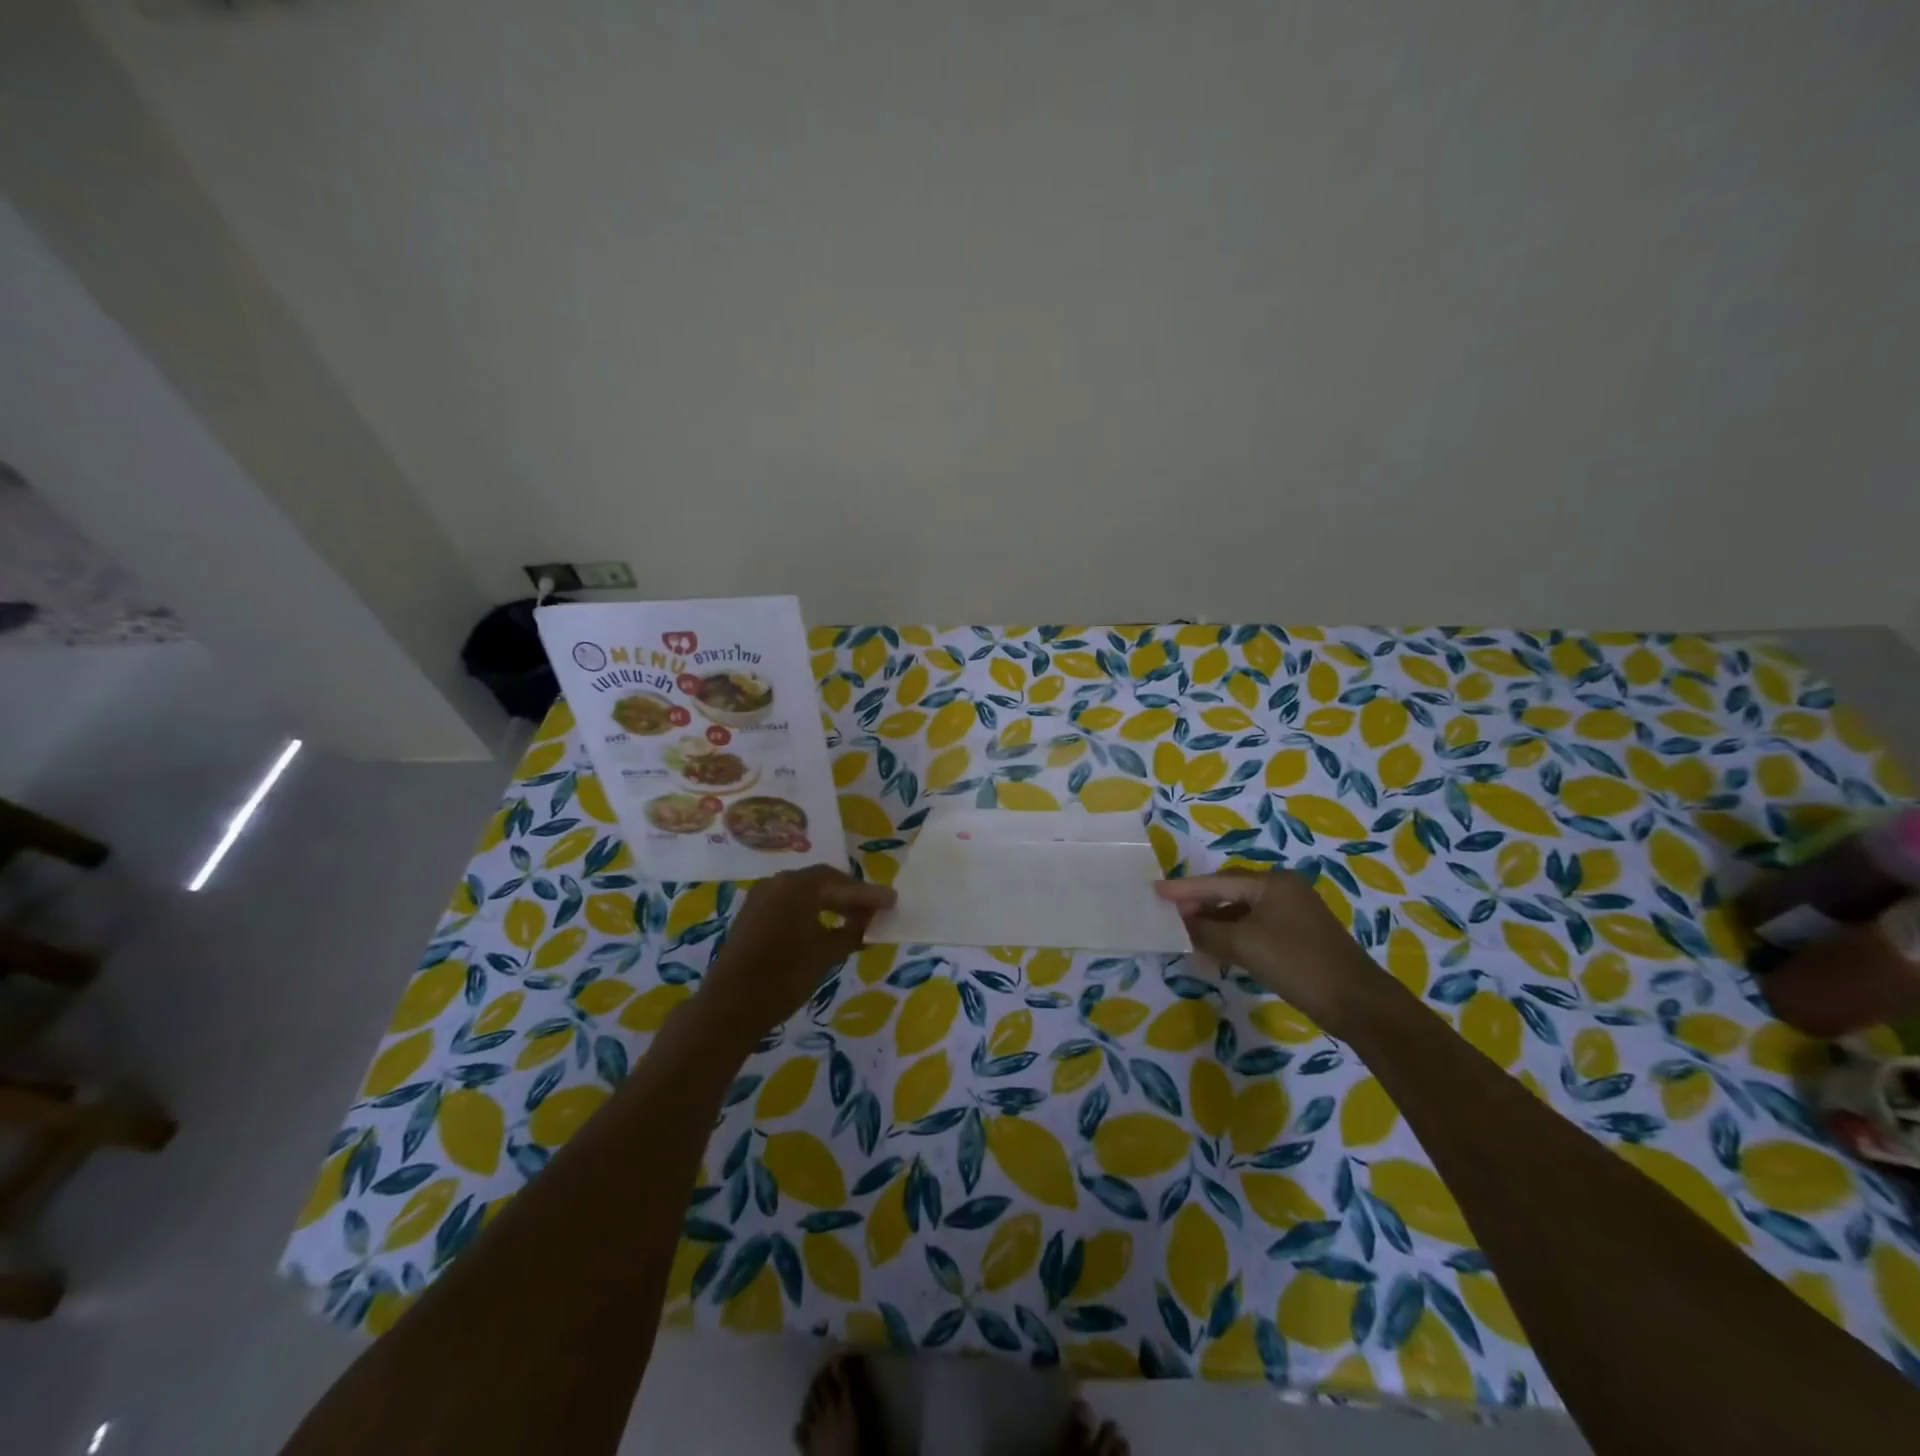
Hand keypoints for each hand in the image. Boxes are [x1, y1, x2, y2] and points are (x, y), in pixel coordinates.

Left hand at [696, 866, 895, 1037]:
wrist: (731, 1005)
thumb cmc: (785, 975)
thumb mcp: (827, 954)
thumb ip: (852, 932)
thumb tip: (868, 923)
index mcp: (798, 885)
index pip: (842, 882)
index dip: (868, 894)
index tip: (891, 901)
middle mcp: (778, 882)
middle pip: (822, 882)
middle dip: (850, 896)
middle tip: (875, 910)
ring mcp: (761, 897)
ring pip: (805, 893)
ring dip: (830, 904)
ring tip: (854, 921)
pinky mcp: (752, 915)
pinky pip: (789, 904)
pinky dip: (810, 912)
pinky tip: (825, 928)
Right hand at [1154, 870, 1388, 1027]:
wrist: (1357, 1003)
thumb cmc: (1297, 963)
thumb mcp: (1245, 946)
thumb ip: (1207, 932)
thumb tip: (1181, 925)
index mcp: (1272, 883)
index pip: (1218, 882)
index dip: (1184, 889)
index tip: (1155, 890)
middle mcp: (1283, 891)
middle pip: (1230, 893)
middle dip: (1199, 905)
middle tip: (1169, 914)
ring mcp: (1293, 915)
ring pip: (1242, 913)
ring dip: (1215, 924)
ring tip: (1187, 934)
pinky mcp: (1298, 938)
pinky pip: (1255, 929)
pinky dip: (1233, 937)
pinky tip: (1217, 950)